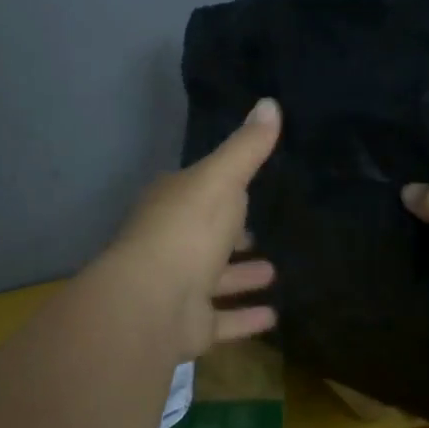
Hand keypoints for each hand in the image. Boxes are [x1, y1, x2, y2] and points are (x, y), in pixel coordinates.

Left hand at [106, 97, 280, 360]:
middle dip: (231, 236)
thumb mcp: (222, 178)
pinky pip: (223, 320)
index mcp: (172, 206)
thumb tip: (271, 102)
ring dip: (242, 276)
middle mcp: (171, 245)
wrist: (152, 300)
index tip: (247, 190)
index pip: (198, 192)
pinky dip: (246, 318)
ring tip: (275, 271)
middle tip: (260, 234)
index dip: (222, 190)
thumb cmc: (187, 229)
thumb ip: (247, 147)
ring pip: (214, 279)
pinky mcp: (189, 325)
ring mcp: (178, 287)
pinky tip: (274, 317)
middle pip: (205, 237)